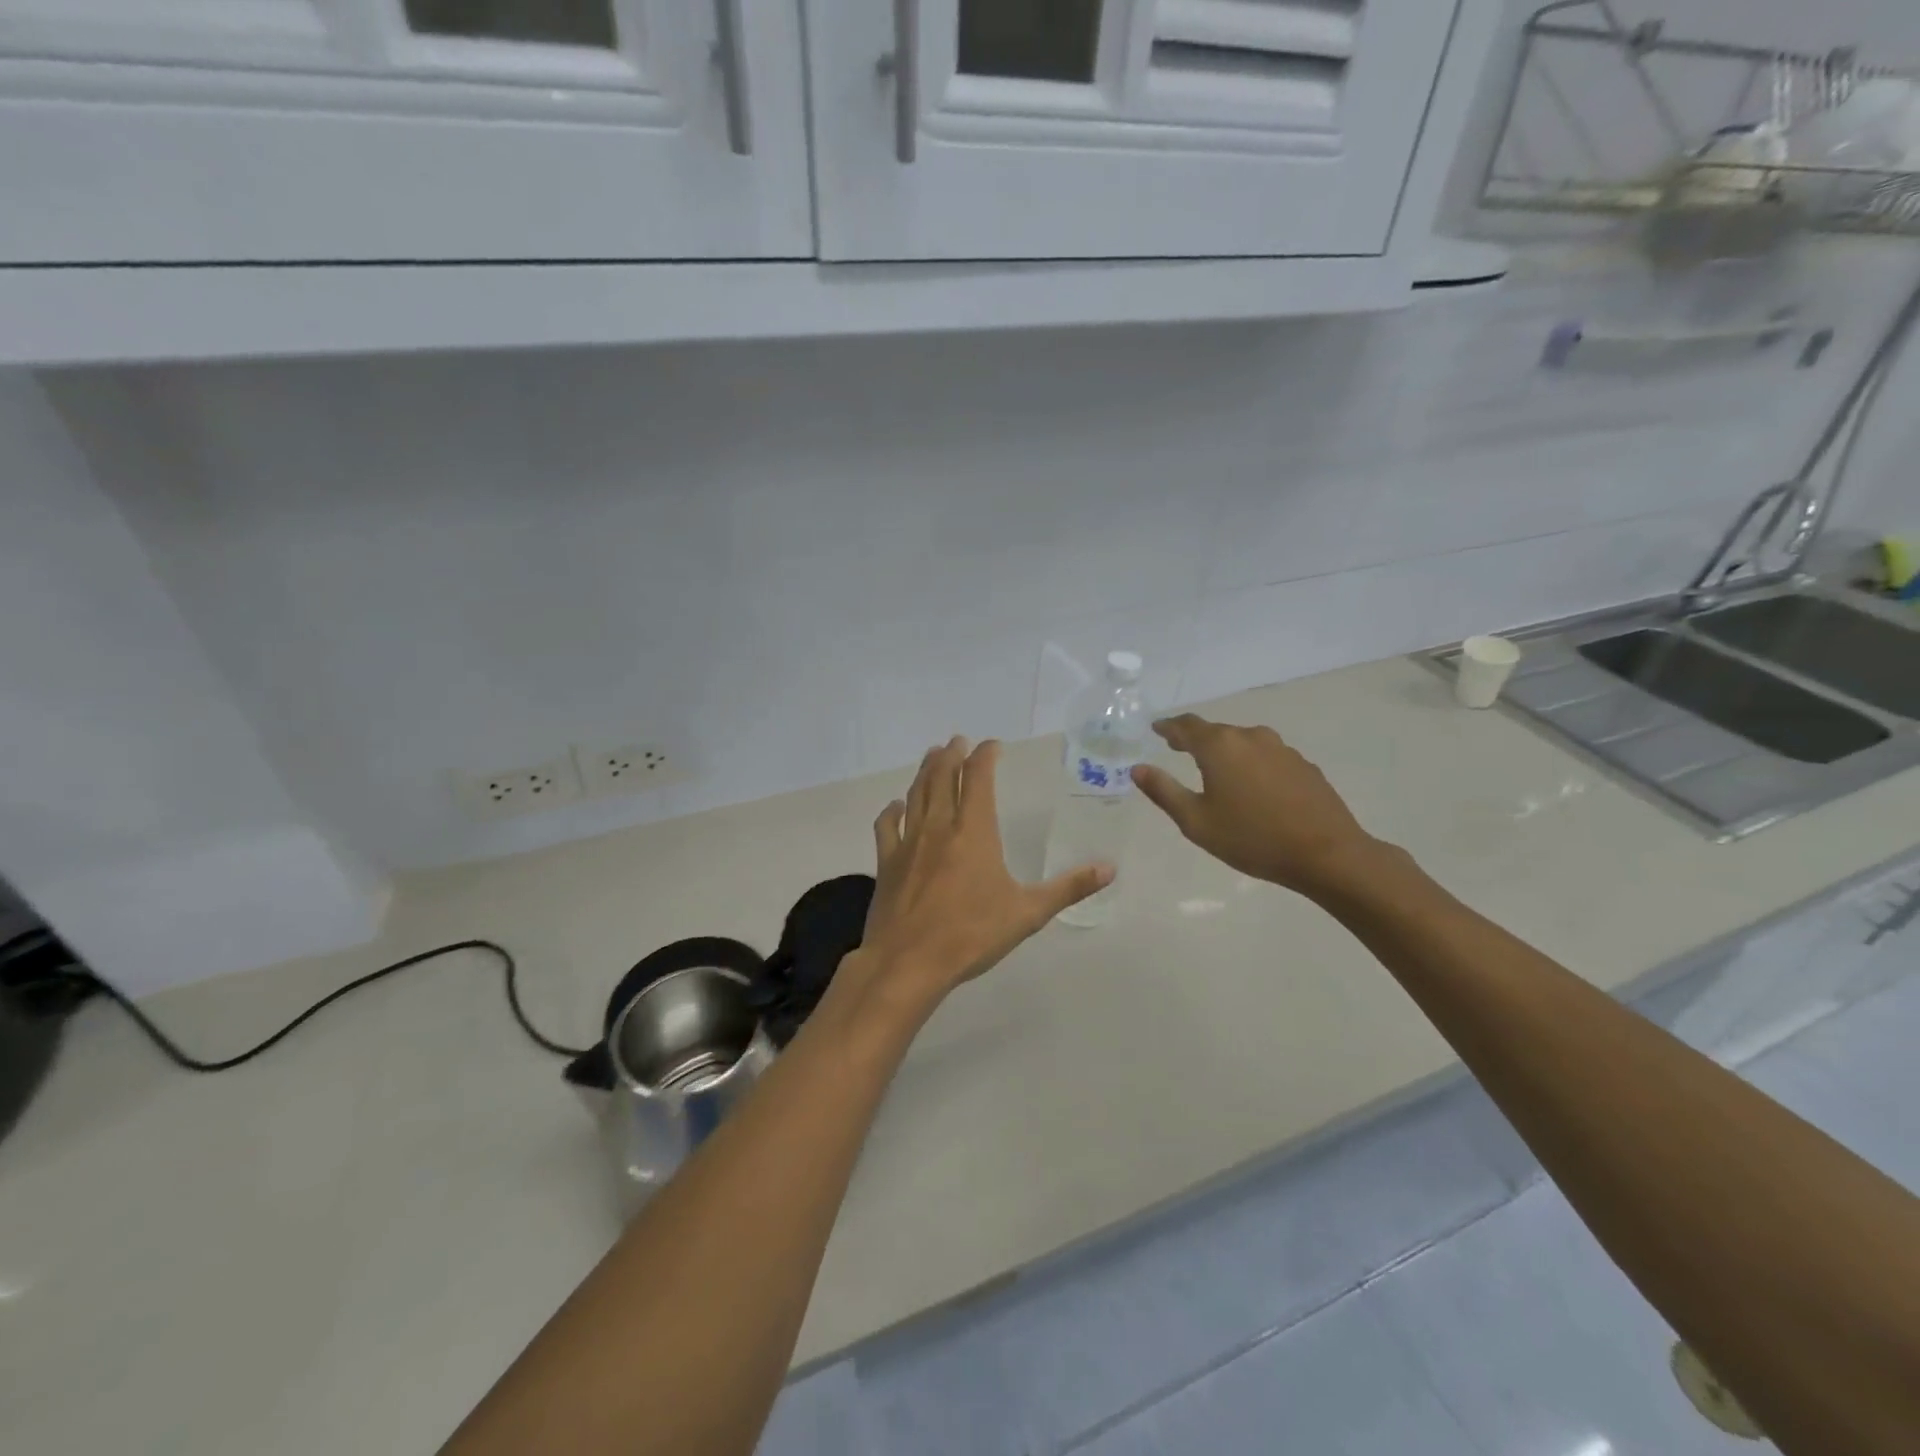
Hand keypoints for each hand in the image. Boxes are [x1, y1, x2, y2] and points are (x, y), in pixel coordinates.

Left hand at [844, 737, 1112, 1016]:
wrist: (908, 962)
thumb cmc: (971, 935)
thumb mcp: (1028, 913)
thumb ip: (1069, 888)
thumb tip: (1110, 868)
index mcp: (973, 831)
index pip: (978, 778)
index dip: (985, 756)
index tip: (992, 745)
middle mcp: (939, 827)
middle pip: (943, 778)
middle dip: (951, 755)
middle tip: (957, 741)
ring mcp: (908, 843)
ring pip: (916, 795)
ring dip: (925, 772)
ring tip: (932, 756)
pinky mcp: (887, 863)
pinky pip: (887, 826)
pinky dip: (892, 811)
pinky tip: (895, 806)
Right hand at [1131, 714, 1381, 898]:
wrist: (1327, 854)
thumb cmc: (1252, 839)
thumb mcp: (1196, 821)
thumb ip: (1164, 791)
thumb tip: (1137, 768)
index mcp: (1219, 746)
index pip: (1186, 726)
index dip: (1168, 727)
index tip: (1156, 729)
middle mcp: (1250, 737)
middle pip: (1215, 731)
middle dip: (1195, 738)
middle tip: (1178, 748)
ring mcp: (1281, 749)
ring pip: (1243, 742)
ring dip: (1225, 751)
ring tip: (1214, 768)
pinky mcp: (1303, 765)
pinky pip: (1266, 756)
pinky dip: (1250, 763)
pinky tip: (1252, 786)